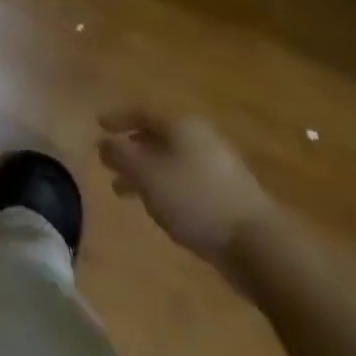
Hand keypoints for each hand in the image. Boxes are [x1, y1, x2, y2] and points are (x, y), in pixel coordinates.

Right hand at [98, 111, 275, 270]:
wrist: (257, 244)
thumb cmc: (194, 199)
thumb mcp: (146, 175)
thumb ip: (120, 154)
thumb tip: (103, 141)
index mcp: (181, 125)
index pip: (141, 111)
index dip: (117, 118)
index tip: (98, 126)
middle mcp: (199, 137)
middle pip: (156, 135)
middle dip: (130, 148)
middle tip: (108, 163)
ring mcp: (217, 165)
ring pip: (170, 160)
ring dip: (144, 172)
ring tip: (123, 192)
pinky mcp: (227, 192)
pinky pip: (185, 179)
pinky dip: (164, 186)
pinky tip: (158, 207)